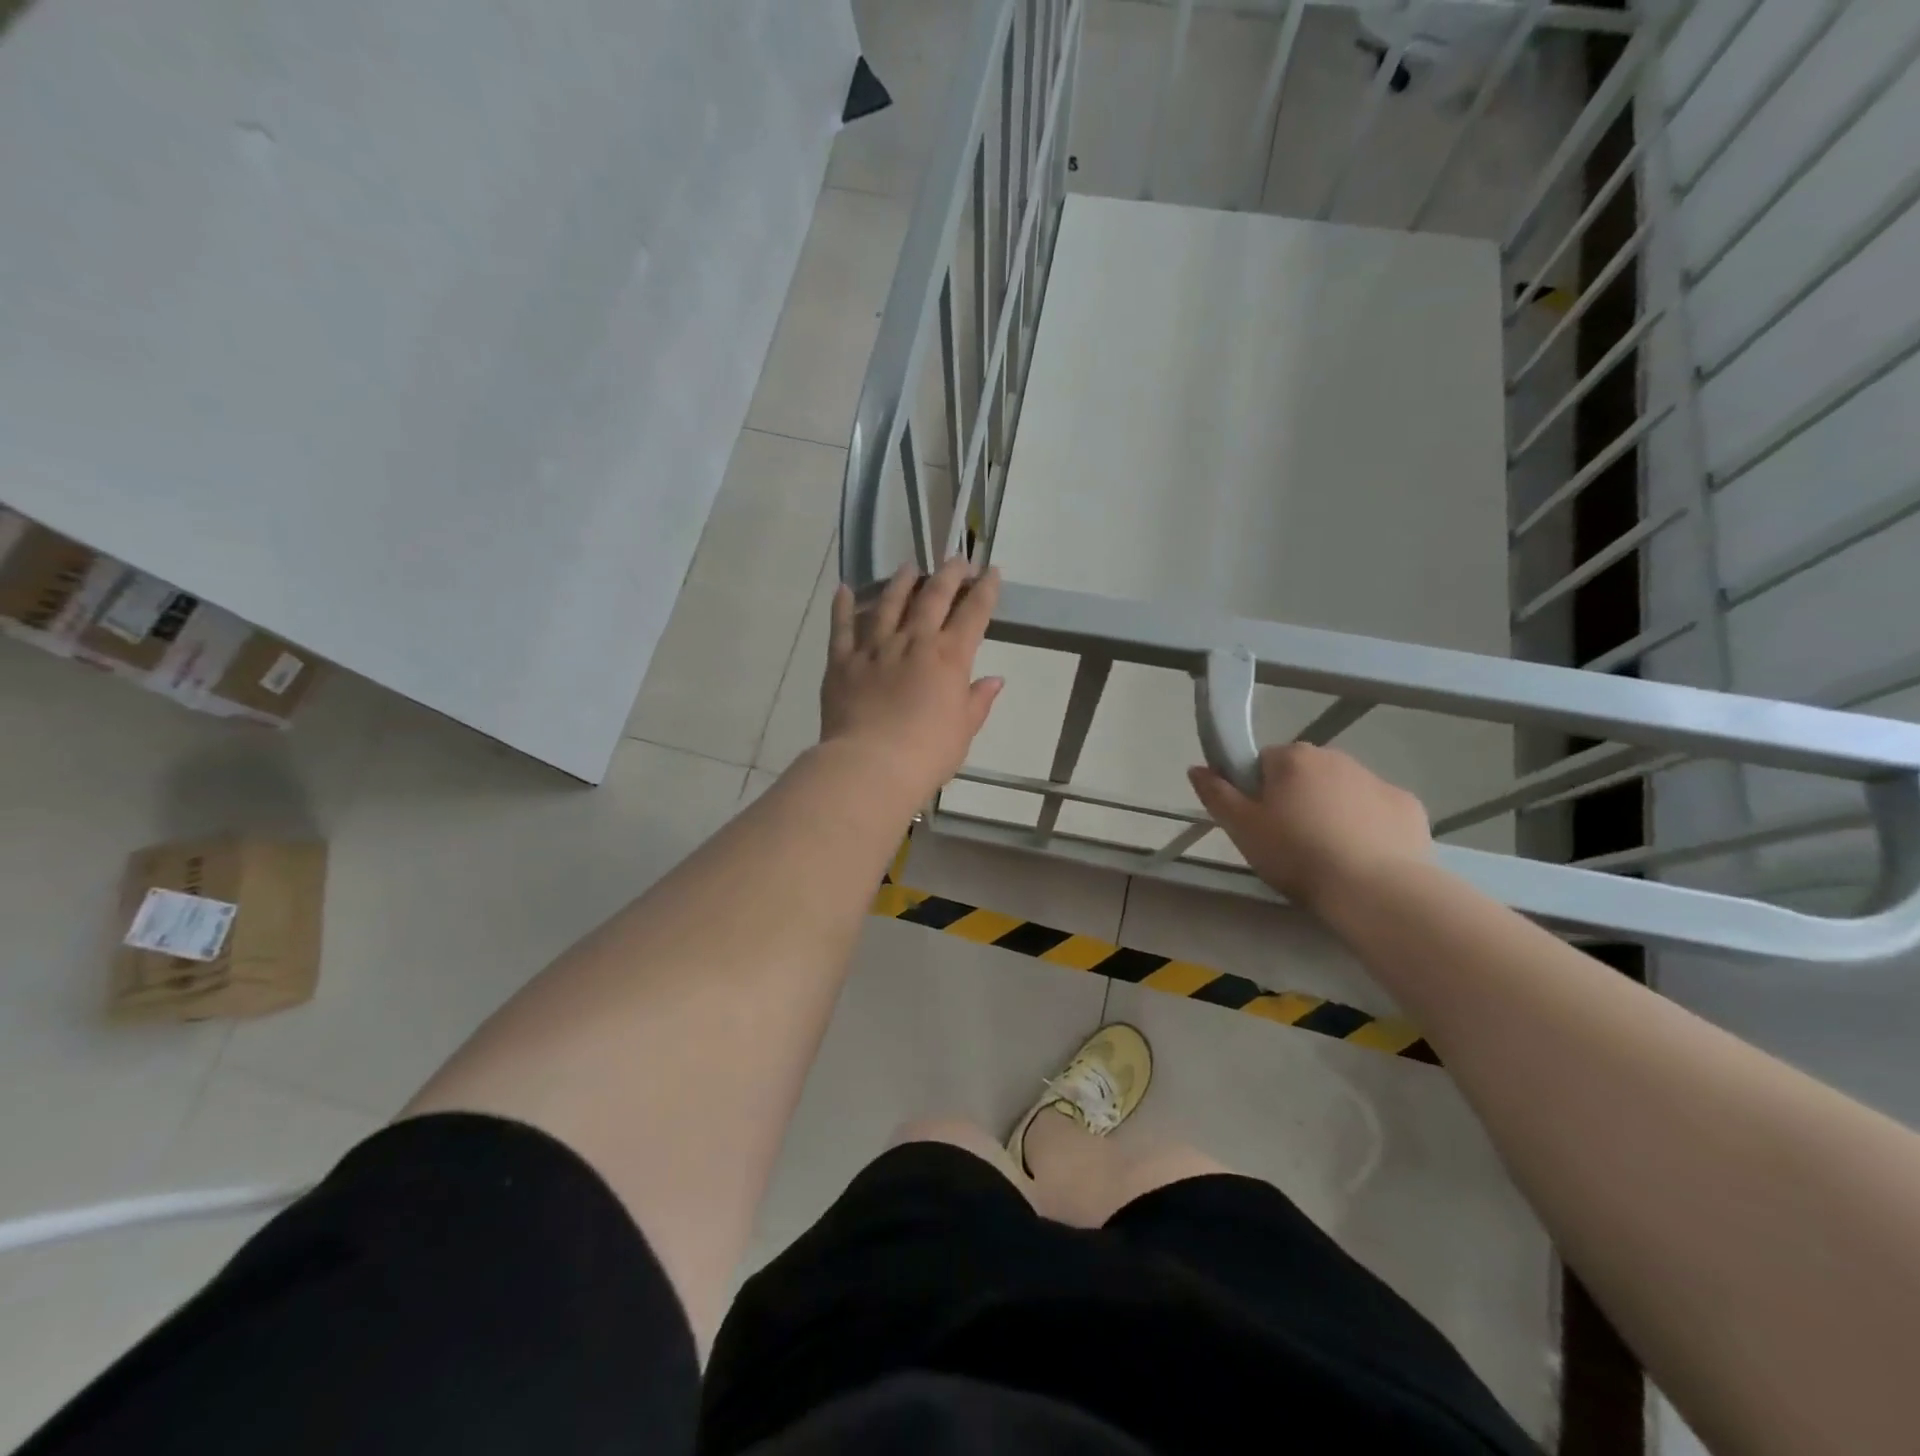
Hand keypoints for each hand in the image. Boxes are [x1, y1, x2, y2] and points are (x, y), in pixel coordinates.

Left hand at [819, 557, 1003, 801]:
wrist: (872, 766)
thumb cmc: (927, 753)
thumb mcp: (964, 730)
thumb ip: (978, 701)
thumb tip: (994, 680)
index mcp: (949, 658)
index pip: (973, 614)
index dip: (985, 590)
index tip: (992, 572)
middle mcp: (913, 642)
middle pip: (933, 597)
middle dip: (948, 575)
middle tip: (956, 560)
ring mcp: (875, 648)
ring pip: (888, 603)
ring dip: (901, 582)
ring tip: (908, 568)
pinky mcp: (842, 661)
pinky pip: (842, 627)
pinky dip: (843, 606)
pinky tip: (844, 590)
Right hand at [1188, 743, 1431, 913]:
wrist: (1377, 889)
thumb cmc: (1298, 854)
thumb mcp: (1242, 829)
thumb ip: (1216, 795)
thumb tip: (1196, 768)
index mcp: (1293, 757)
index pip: (1262, 762)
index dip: (1256, 792)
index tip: (1259, 824)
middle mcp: (1336, 757)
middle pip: (1303, 774)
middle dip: (1295, 799)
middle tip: (1289, 842)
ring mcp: (1377, 780)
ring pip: (1341, 791)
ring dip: (1330, 811)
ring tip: (1327, 855)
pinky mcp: (1408, 807)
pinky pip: (1376, 811)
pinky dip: (1368, 826)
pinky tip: (1362, 857)